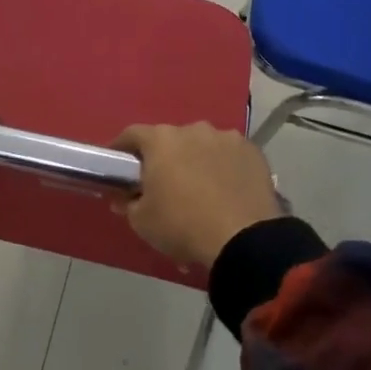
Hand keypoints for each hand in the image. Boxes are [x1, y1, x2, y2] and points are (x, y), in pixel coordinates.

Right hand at [112, 123, 281, 271]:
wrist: (243, 239)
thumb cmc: (182, 225)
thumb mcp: (142, 221)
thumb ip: (127, 203)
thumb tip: (124, 197)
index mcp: (161, 140)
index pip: (132, 134)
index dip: (122, 148)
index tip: (118, 165)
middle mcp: (193, 129)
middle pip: (170, 140)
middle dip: (164, 158)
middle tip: (163, 184)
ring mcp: (226, 138)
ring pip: (202, 146)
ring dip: (196, 161)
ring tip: (200, 190)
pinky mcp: (252, 152)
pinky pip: (229, 156)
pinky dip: (223, 168)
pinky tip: (226, 191)